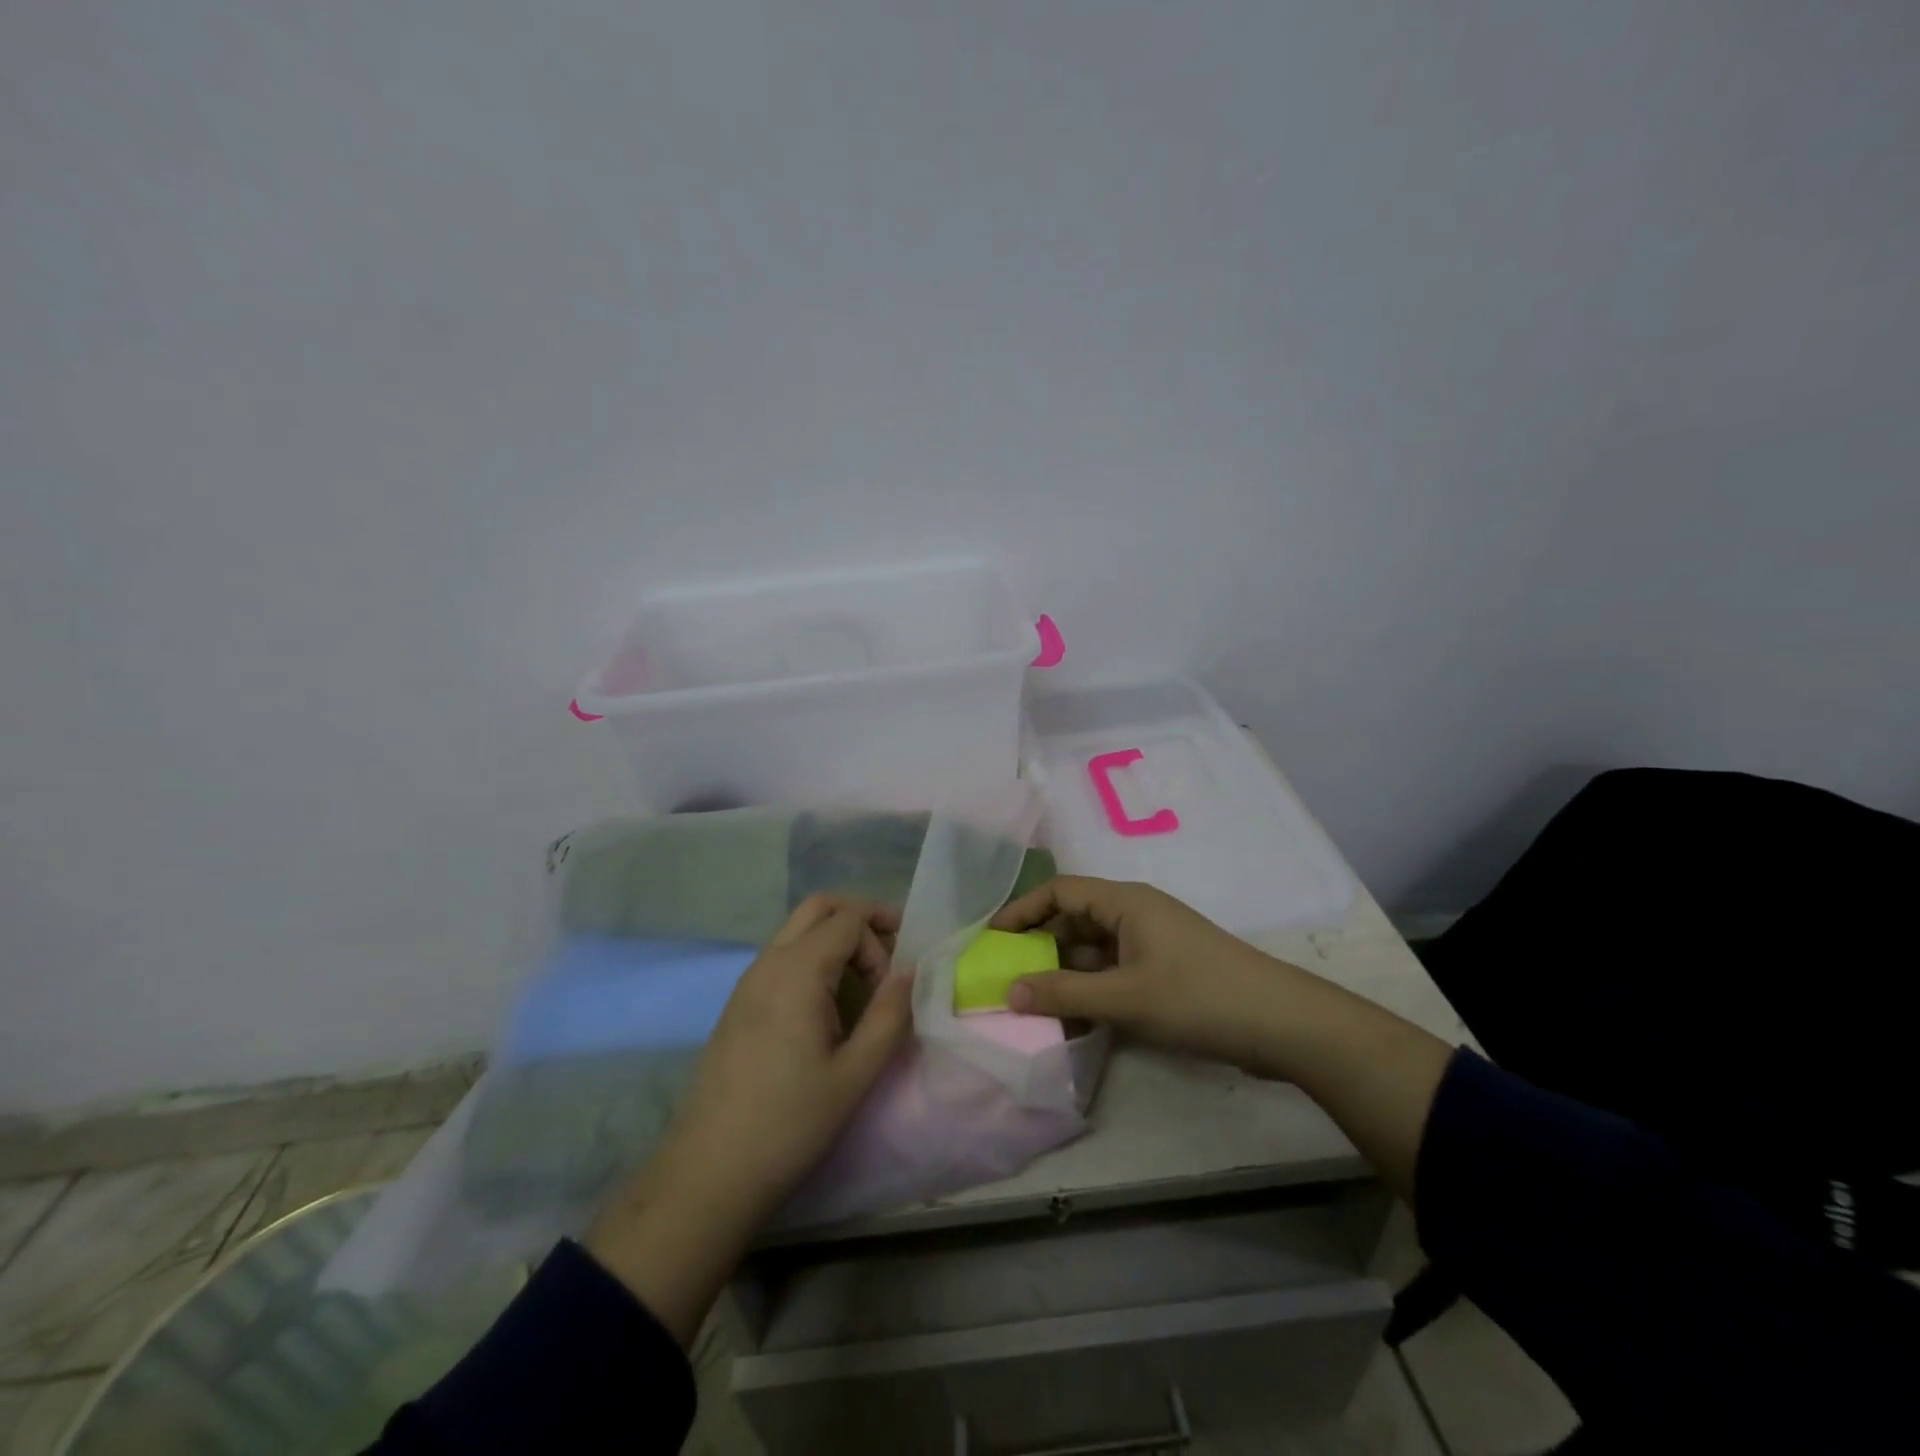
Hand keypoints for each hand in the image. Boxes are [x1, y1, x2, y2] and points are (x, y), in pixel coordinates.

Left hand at [586, 895, 913, 1341]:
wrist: (710, 1171)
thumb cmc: (789, 1123)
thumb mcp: (855, 1075)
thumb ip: (890, 1016)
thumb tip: (910, 973)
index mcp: (797, 971)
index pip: (849, 919)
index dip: (880, 942)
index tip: (892, 987)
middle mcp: (768, 962)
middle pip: (820, 907)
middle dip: (861, 917)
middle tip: (891, 950)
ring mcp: (748, 980)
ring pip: (798, 929)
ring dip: (836, 937)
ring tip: (865, 982)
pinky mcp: (739, 1003)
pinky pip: (782, 955)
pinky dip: (814, 957)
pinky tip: (828, 1004)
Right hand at [994, 876, 1452, 1203]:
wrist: (1283, 1024)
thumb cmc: (1198, 996)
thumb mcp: (1126, 997)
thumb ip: (1065, 993)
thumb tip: (1008, 992)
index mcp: (1125, 902)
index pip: (1059, 891)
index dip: (1022, 910)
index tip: (991, 938)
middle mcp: (1136, 914)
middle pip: (1074, 920)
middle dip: (1039, 947)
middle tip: (1005, 977)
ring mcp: (1153, 944)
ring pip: (1094, 950)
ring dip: (1065, 974)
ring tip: (1033, 1004)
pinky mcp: (1166, 972)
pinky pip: (1114, 972)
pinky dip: (1092, 990)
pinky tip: (1075, 1019)